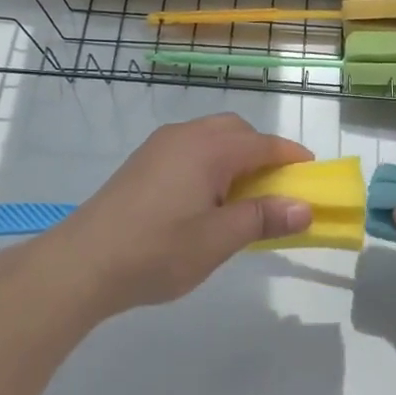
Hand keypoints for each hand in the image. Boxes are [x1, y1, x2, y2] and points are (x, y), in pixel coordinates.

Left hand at [36, 114, 313, 314]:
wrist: (82, 263)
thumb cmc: (157, 251)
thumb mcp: (219, 240)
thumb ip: (264, 218)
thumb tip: (305, 207)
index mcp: (209, 148)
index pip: (264, 144)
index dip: (292, 157)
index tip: (313, 175)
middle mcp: (185, 135)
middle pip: (236, 131)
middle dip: (262, 152)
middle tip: (276, 187)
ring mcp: (159, 147)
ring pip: (210, 137)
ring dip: (234, 156)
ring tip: (241, 196)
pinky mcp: (141, 162)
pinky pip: (189, 149)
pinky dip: (210, 163)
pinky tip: (204, 199)